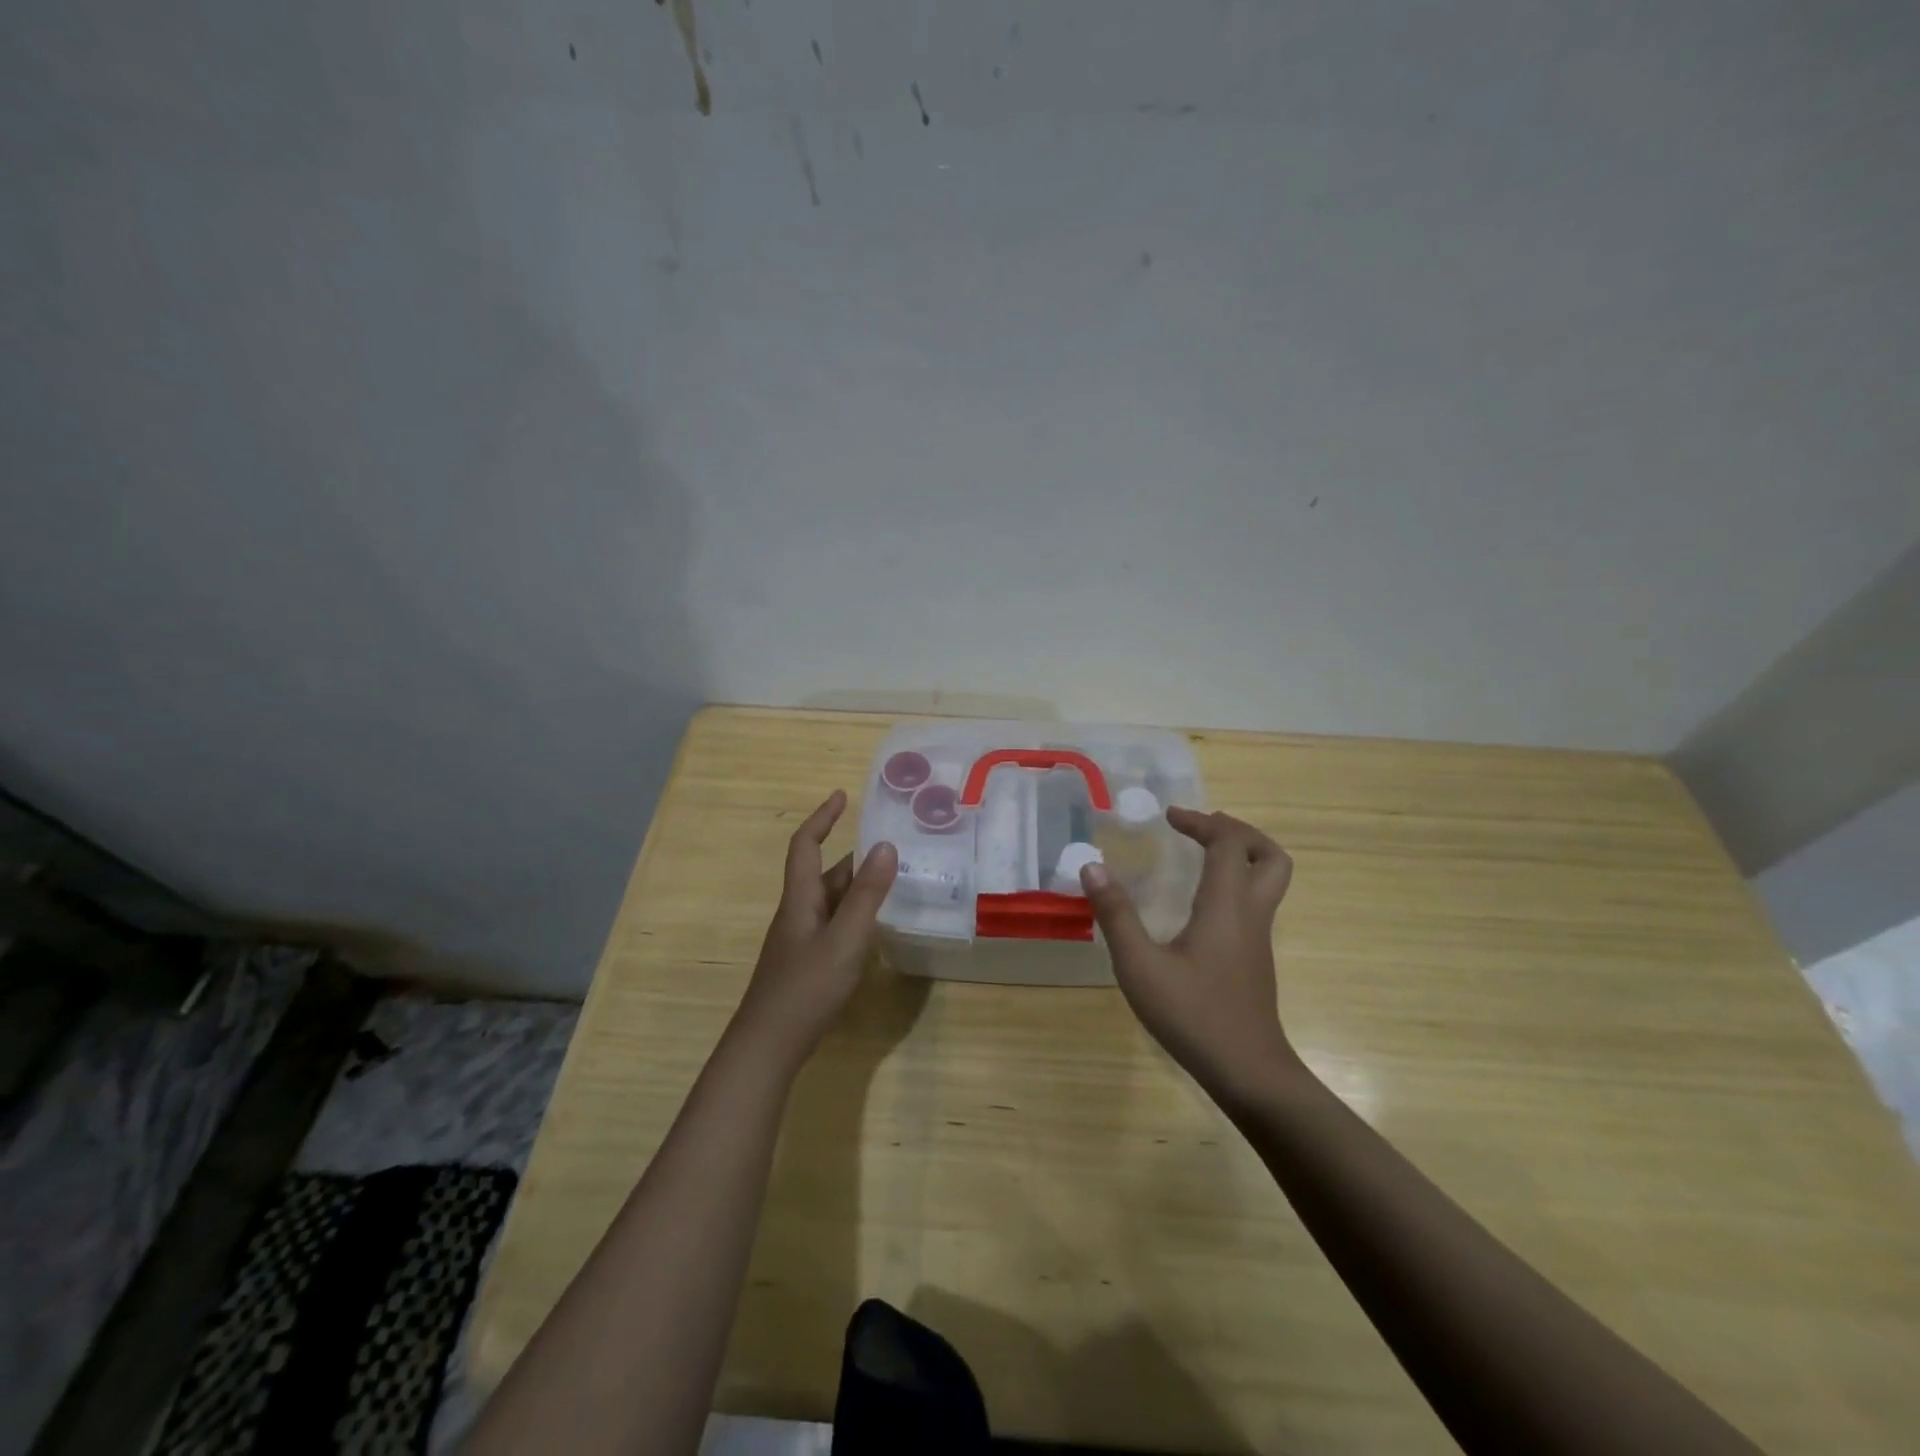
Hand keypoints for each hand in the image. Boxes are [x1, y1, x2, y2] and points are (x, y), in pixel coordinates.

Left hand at [736, 789, 897, 1065]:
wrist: (768, 1046)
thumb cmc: (806, 987)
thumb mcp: (845, 939)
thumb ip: (867, 895)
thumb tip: (885, 846)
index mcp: (801, 899)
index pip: (806, 846)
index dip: (822, 818)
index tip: (842, 795)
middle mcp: (798, 913)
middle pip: (823, 873)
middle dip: (853, 855)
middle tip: (891, 845)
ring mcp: (801, 940)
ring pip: (831, 901)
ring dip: (857, 886)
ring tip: (894, 880)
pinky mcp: (807, 963)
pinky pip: (834, 924)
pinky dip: (855, 914)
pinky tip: (876, 927)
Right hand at [1081, 807, 1297, 1104]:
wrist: (1248, 1072)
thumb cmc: (1193, 1015)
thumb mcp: (1141, 966)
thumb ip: (1116, 915)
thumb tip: (1092, 867)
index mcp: (1227, 905)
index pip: (1229, 843)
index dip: (1202, 822)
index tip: (1169, 817)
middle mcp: (1251, 913)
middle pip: (1268, 855)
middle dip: (1237, 832)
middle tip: (1199, 829)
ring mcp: (1258, 937)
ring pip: (1269, 879)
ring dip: (1241, 856)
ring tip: (1201, 855)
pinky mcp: (1254, 957)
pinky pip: (1255, 901)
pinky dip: (1235, 882)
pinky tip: (1199, 902)